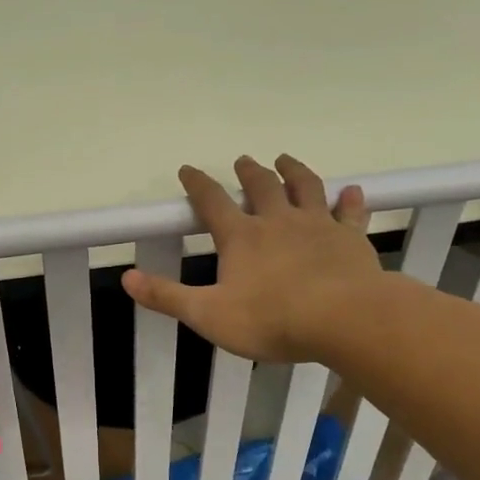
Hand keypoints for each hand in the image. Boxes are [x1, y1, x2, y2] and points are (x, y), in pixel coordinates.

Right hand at [122, 154, 383, 362]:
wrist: (344, 319)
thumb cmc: (271, 319)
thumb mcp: (208, 314)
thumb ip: (167, 296)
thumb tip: (126, 278)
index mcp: (241, 237)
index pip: (212, 202)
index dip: (197, 184)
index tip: (188, 168)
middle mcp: (278, 221)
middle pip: (261, 186)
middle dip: (249, 172)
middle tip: (243, 161)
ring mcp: (318, 225)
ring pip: (305, 187)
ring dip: (294, 171)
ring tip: (285, 159)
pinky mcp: (351, 238)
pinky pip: (350, 212)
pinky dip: (350, 199)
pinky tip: (352, 190)